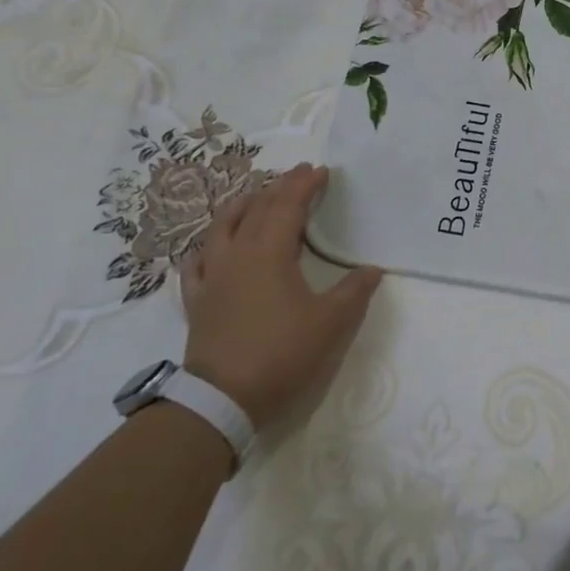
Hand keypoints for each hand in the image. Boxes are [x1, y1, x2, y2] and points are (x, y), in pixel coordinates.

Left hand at [181, 164, 381, 429]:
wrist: (221, 399)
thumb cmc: (281, 353)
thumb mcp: (330, 323)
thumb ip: (354, 291)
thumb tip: (372, 269)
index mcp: (270, 252)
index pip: (288, 206)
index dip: (304, 185)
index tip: (321, 171)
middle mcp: (237, 254)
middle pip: (256, 209)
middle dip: (279, 187)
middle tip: (297, 175)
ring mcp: (212, 276)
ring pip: (221, 227)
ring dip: (241, 205)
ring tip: (255, 196)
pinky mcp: (197, 300)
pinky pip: (197, 262)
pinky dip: (207, 246)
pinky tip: (212, 247)